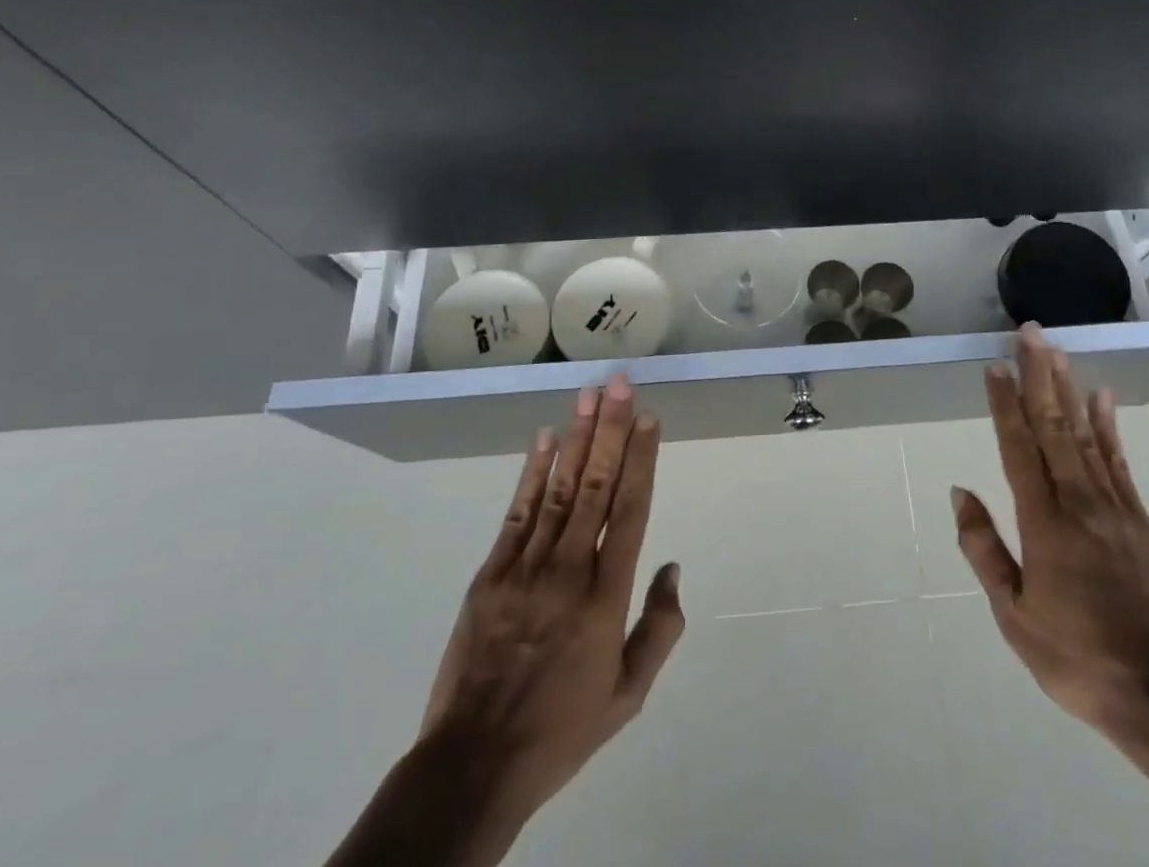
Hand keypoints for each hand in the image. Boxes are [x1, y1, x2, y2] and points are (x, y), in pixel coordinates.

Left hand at [328, 379, 683, 866]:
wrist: (474, 764)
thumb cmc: (561, 729)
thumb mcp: (628, 696)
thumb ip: (658, 629)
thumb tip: (673, 569)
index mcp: (606, 598)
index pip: (630, 511)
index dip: (640, 460)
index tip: (649, 418)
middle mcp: (569, 570)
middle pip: (595, 486)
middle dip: (611, 430)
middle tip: (619, 385)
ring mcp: (526, 568)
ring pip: (559, 489)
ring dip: (576, 438)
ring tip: (588, 396)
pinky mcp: (491, 573)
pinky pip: (518, 512)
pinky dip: (533, 472)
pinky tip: (545, 438)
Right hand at [950, 324, 1148, 735]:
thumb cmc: (1075, 655)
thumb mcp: (1013, 615)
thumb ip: (984, 549)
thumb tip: (961, 491)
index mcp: (1044, 523)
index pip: (1018, 448)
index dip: (1004, 403)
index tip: (993, 365)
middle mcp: (1079, 502)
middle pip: (1053, 426)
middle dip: (1038, 375)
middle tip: (1029, 333)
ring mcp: (1115, 507)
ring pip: (1084, 434)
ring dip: (1067, 388)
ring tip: (1056, 350)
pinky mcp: (1139, 519)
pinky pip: (1119, 460)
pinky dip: (1107, 425)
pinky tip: (1101, 396)